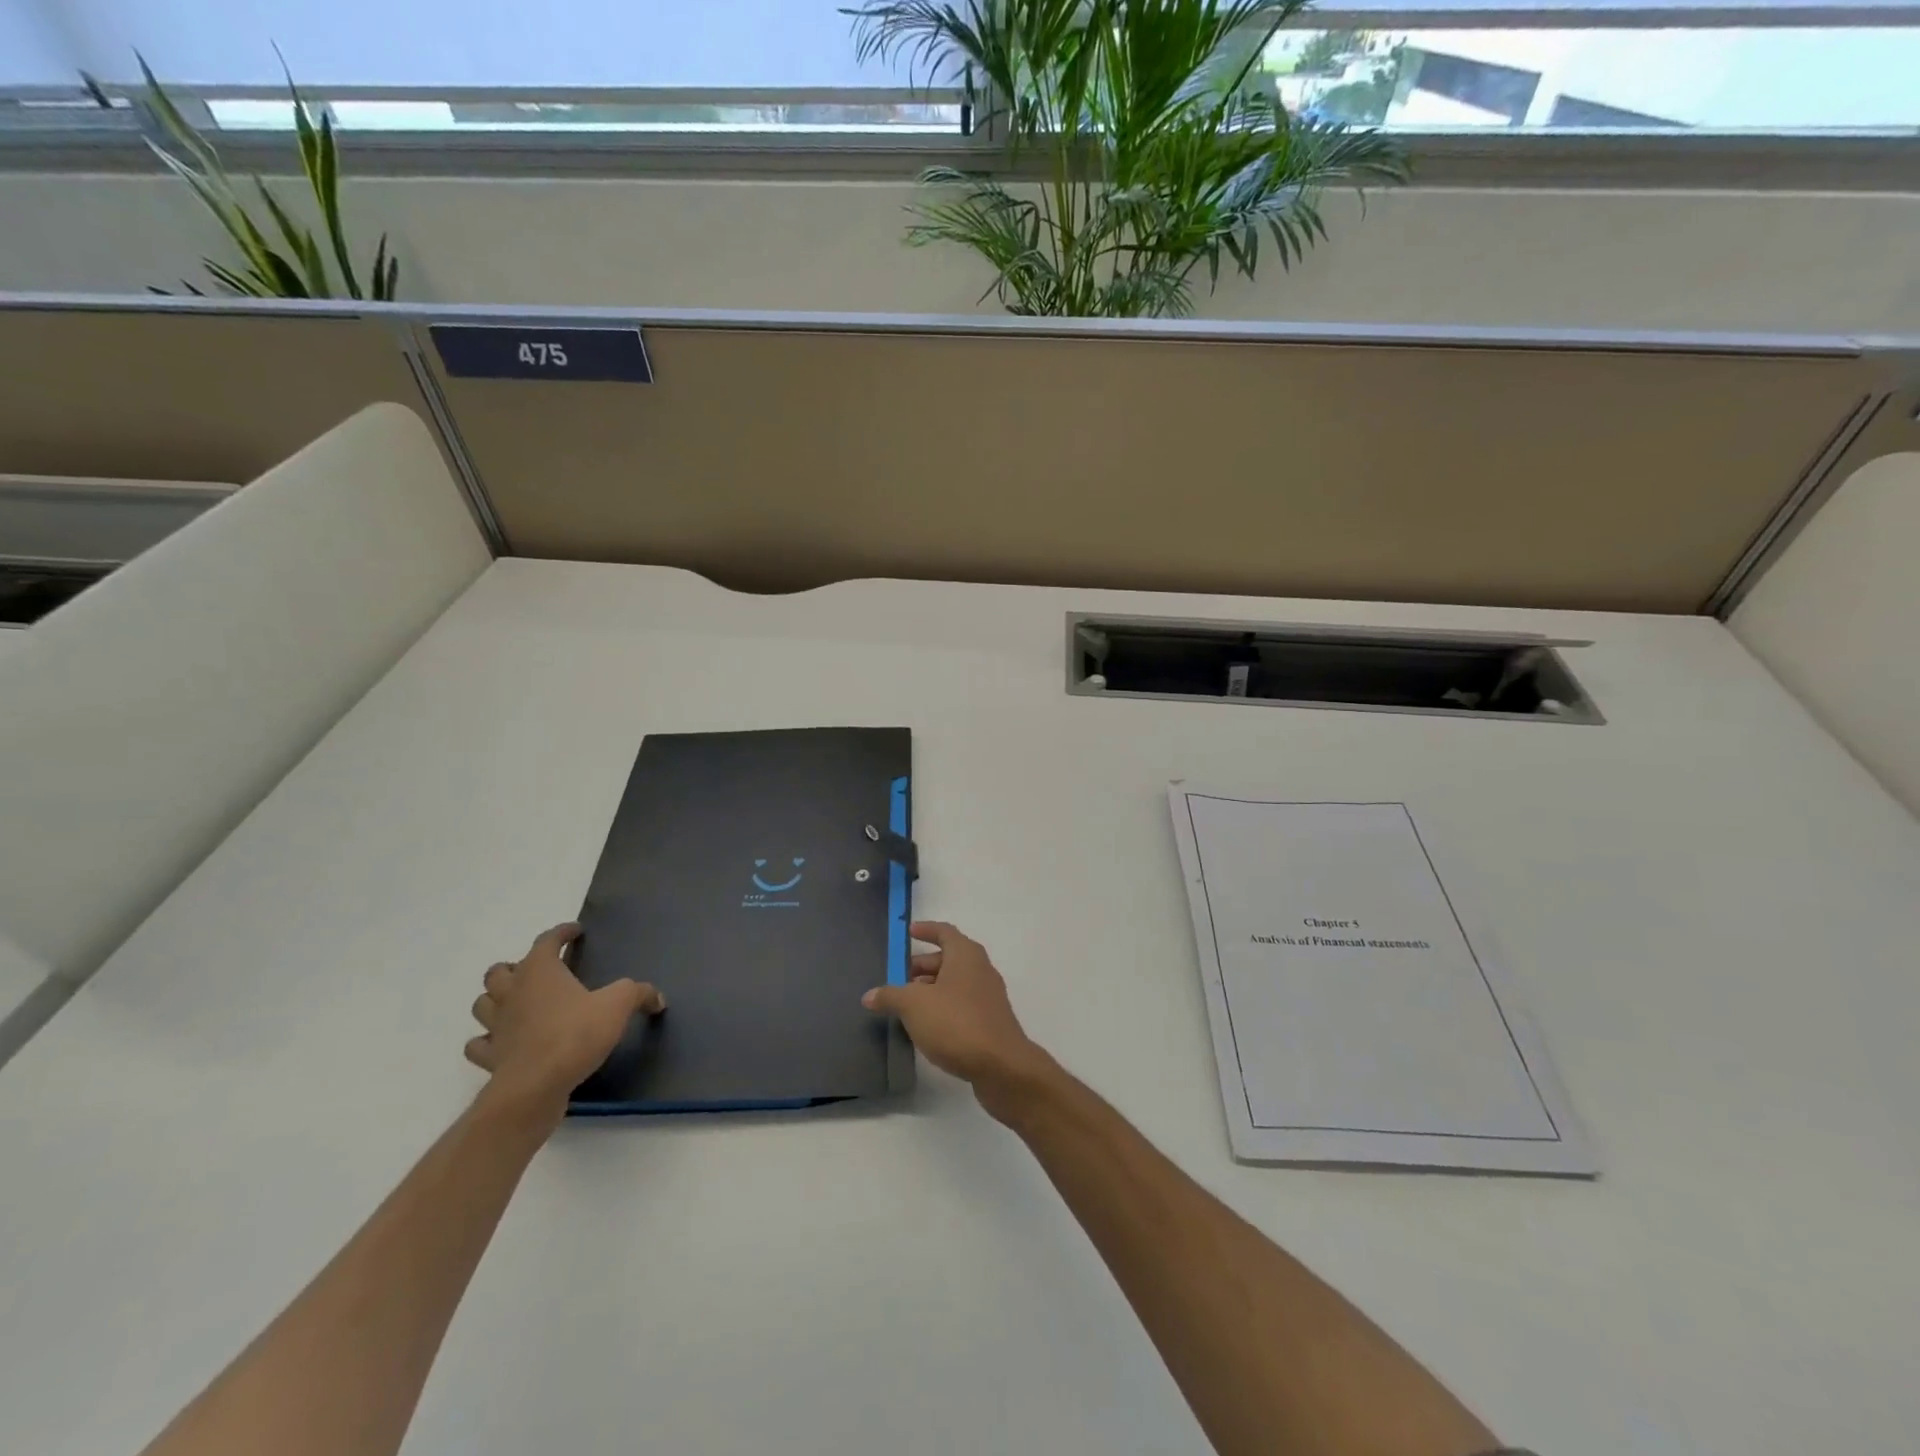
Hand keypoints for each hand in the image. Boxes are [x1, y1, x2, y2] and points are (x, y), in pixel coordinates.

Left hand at [465, 923, 664, 1116]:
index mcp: (540, 971)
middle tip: (540, 972)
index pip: (547, 941)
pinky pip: (479, 1045)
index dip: (562, 933)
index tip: (575, 932)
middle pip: (499, 971)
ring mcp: (496, 1026)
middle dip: (517, 966)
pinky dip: (487, 1040)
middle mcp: (512, 993)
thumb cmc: (575, 1034)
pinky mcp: (490, 1057)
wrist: (535, 1087)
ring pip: (483, 1003)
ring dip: (496, 999)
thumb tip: (657, 998)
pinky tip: (502, 1041)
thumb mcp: (618, 1005)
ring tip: (517, 1002)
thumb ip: (638, 994)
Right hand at [863, 921, 1052, 1117]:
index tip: (909, 932)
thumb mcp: (914, 1006)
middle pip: (948, 958)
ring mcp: (988, 997)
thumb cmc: (956, 1023)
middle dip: (922, 966)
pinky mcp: (990, 1022)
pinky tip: (925, 1027)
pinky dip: (943, 1008)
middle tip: (897, 978)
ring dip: (931, 989)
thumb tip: (870, 995)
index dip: (926, 930)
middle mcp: (980, 969)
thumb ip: (890, 996)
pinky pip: (961, 1005)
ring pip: (954, 984)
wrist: (1001, 1066)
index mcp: (965, 955)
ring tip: (905, 1005)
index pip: (944, 932)